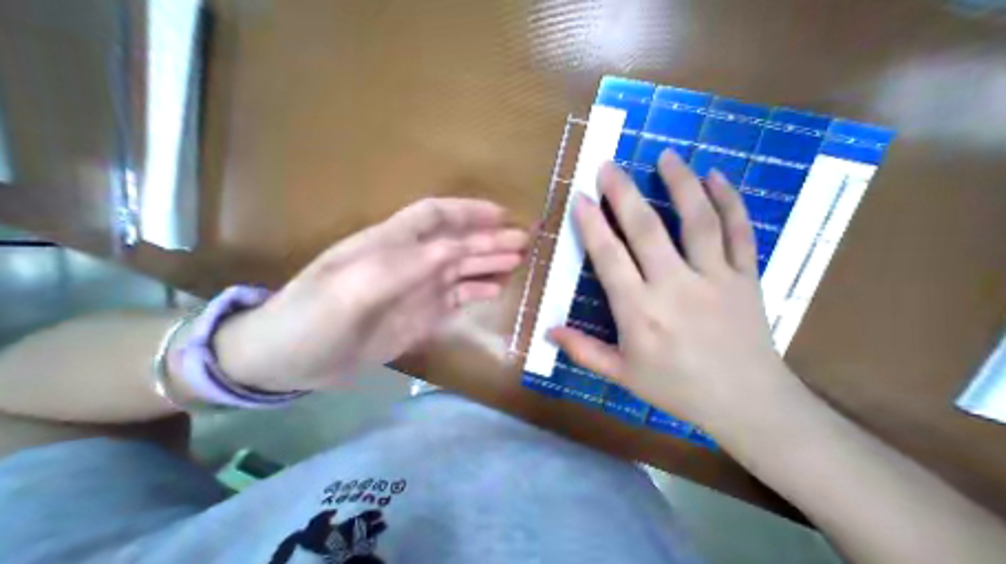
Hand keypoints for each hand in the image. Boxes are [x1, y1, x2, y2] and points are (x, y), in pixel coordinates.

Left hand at [216, 198, 529, 390]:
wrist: (287, 362)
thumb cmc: (310, 319)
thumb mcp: (353, 290)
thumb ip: (405, 267)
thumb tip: (454, 250)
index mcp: (390, 244)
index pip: (436, 216)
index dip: (469, 211)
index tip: (501, 214)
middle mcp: (411, 261)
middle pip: (458, 242)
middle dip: (491, 239)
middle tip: (524, 240)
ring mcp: (419, 289)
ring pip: (462, 269)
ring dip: (490, 263)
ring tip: (517, 261)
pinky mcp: (423, 315)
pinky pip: (457, 298)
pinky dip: (478, 292)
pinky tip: (496, 290)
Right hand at [550, 150, 794, 426]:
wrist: (749, 405)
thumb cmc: (676, 389)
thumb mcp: (621, 375)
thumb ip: (583, 351)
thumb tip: (549, 331)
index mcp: (640, 312)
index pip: (610, 258)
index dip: (593, 226)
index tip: (581, 198)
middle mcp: (675, 287)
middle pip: (647, 230)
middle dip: (624, 194)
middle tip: (609, 166)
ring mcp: (716, 279)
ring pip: (698, 221)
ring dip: (680, 184)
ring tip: (666, 156)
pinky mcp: (747, 278)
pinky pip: (740, 232)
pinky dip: (730, 201)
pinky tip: (716, 177)